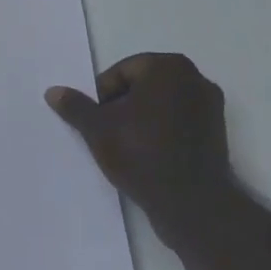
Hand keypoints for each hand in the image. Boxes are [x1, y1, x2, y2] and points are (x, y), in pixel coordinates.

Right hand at [47, 54, 233, 231]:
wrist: (192, 203)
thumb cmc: (142, 153)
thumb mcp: (98, 129)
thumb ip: (75, 107)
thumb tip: (53, 91)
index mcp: (167, 67)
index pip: (120, 73)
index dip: (103, 97)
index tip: (99, 123)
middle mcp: (194, 77)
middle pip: (142, 86)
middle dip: (123, 105)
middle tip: (110, 134)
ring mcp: (210, 105)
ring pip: (161, 104)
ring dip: (143, 119)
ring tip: (128, 147)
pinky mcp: (217, 131)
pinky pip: (179, 122)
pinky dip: (163, 131)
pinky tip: (150, 155)